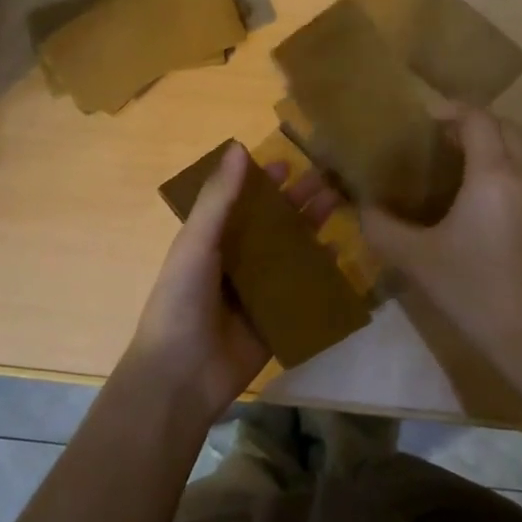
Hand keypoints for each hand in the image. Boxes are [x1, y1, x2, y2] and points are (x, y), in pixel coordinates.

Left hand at [121, 143, 339, 427]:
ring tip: (340, 207)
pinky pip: (301, 289)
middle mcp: (235, 262)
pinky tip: (339, 254)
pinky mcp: (275, 318)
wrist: (181, 375)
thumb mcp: (197, 242)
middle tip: (330, 181)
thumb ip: (219, 198)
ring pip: (290, 253)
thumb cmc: (181, 300)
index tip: (289, 164)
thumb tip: (238, 146)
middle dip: (297, 203)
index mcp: (211, 241)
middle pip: (272, 225)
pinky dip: (318, 272)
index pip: (241, 203)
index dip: (262, 183)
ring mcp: (257, 291)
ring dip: (312, 230)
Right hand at [362, 109, 521, 371]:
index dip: (451, 109)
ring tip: (450, 163)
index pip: (478, 119)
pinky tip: (472, 196)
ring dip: (488, 145)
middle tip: (435, 139)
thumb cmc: (471, 289)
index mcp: (494, 175)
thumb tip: (362, 208)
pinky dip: (500, 167)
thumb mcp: (415, 258)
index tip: (422, 117)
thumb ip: (381, 227)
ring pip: (517, 150)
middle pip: (502, 128)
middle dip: (470, 124)